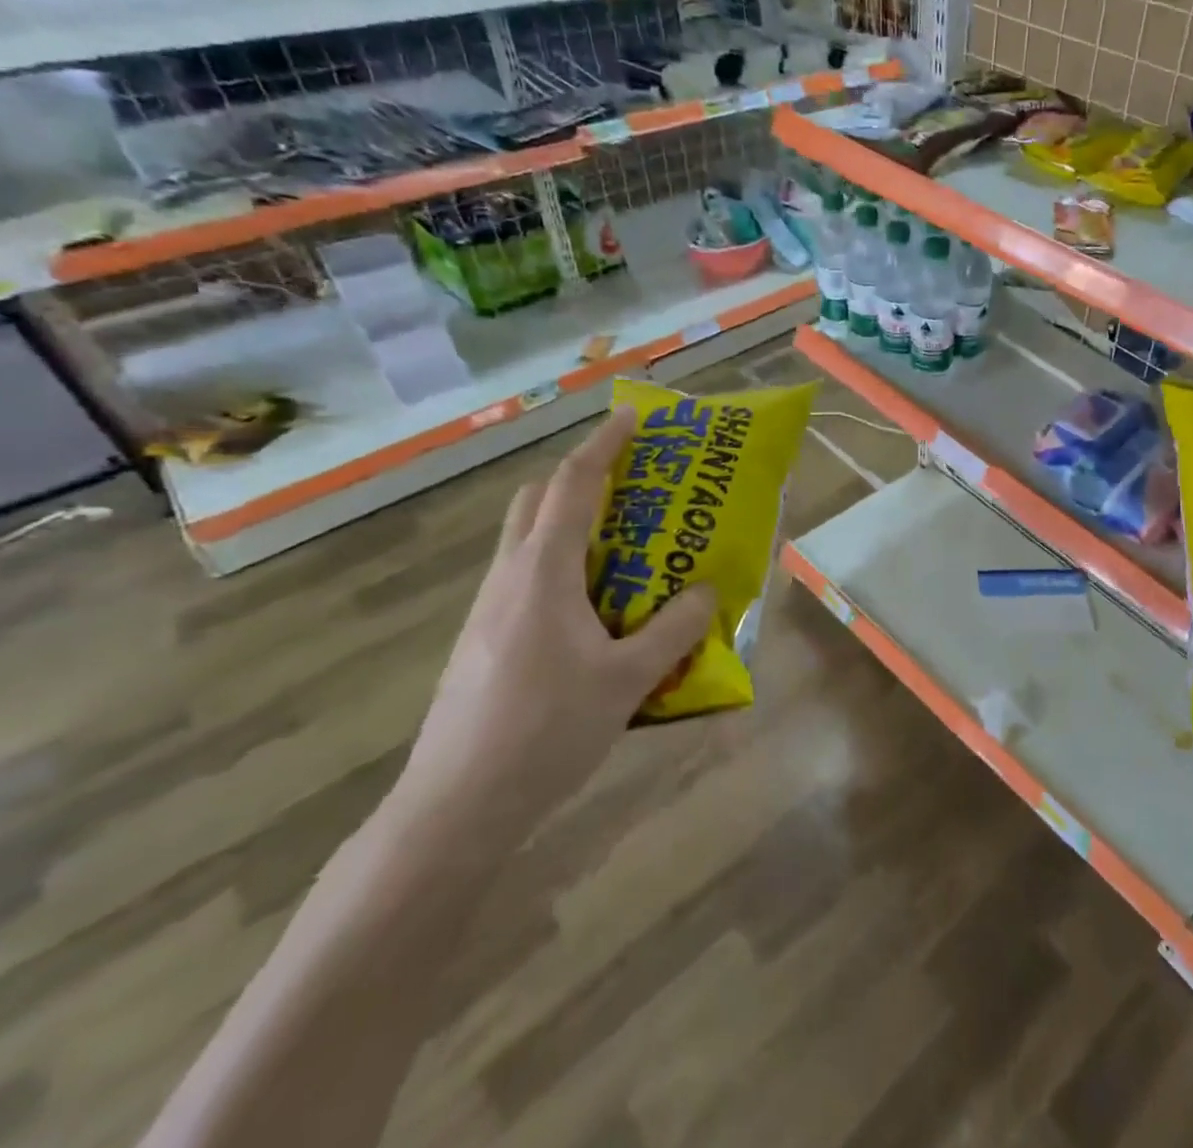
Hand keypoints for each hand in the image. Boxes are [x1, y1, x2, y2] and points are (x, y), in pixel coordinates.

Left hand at [386, 409, 715, 852]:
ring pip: (528, 541)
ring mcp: (489, 610)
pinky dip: (563, 568)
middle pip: (538, 502)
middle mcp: (510, 578)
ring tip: (627, 550)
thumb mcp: (628, 680)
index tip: (633, 415)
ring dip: (573, 525)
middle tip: (632, 486)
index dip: (605, 444)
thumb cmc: (546, 730)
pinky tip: (597, 614)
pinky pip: (527, 579)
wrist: (455, 807)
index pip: (574, 486)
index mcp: (543, 572)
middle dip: (582, 478)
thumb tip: (707, 590)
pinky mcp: (483, 641)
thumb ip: (674, 629)